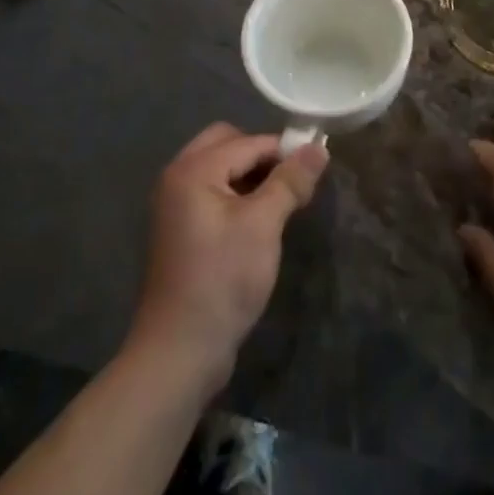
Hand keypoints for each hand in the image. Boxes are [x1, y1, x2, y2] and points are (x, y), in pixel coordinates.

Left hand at [125, 123, 328, 395]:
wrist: (179, 352)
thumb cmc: (222, 280)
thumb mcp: (263, 225)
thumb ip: (290, 181)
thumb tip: (318, 146)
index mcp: (193, 170)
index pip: (248, 141)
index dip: (284, 150)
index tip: (316, 166)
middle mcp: (177, 177)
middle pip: (227, 143)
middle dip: (262, 156)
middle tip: (291, 182)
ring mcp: (175, 205)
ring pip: (220, 169)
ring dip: (250, 176)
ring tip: (281, 202)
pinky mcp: (180, 230)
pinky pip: (212, 193)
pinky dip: (236, 195)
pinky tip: (259, 221)